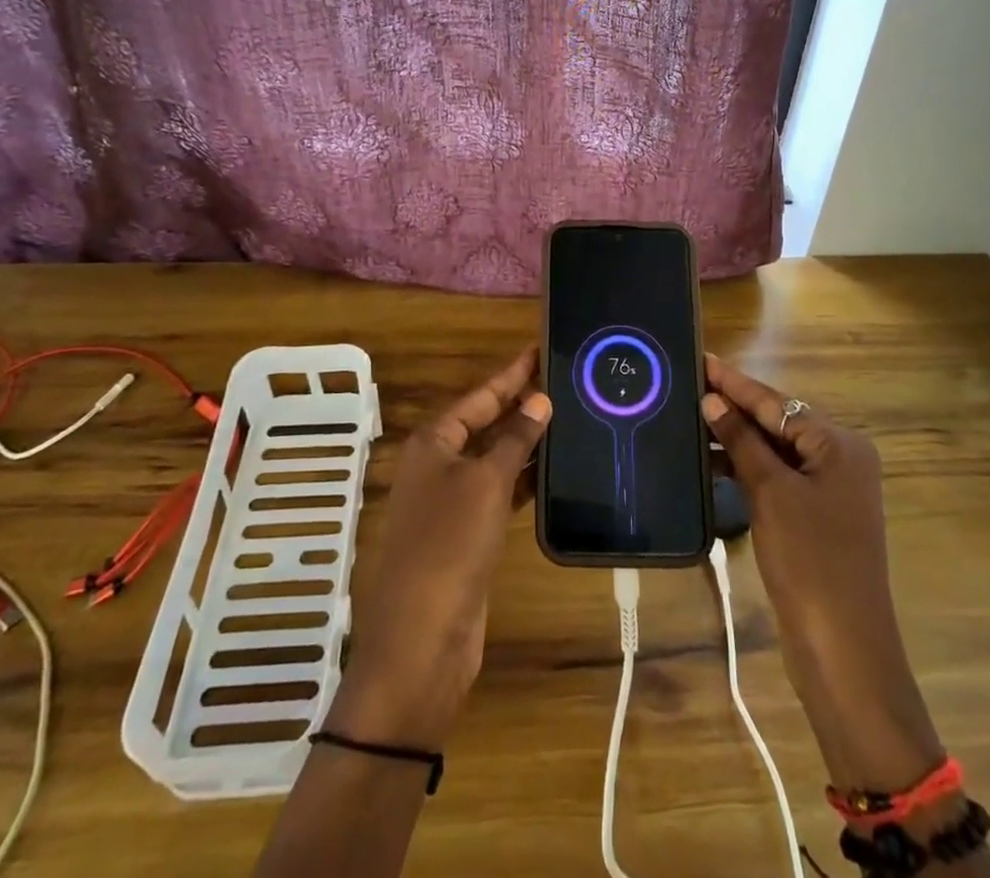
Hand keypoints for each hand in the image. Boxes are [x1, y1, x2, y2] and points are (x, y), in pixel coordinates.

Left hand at [329, 347, 550, 750]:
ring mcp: (452, 501)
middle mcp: (439, 464)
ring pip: (493, 458)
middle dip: (520, 404)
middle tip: (562, 380)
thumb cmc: (449, 545)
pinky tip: (552, 471)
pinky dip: (523, 479)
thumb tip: (540, 400)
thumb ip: (515, 439)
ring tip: (567, 417)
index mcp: (433, 442)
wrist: (422, 640)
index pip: (479, 395)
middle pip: (485, 423)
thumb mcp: (485, 483)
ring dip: (525, 442)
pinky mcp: (467, 534)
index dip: (511, 373)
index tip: (539, 349)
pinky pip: (499, 491)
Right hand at [701, 355, 943, 790]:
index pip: (777, 403)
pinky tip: (712, 460)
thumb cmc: (810, 560)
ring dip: (737, 438)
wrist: (843, 649)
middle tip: (689, 384)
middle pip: (778, 422)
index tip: (702, 358)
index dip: (736, 382)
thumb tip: (712, 400)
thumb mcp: (771, 493)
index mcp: (839, 445)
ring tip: (691, 418)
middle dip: (734, 407)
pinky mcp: (815, 515)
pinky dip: (747, 467)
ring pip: (775, 449)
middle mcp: (839, 458)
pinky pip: (777, 476)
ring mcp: (828, 489)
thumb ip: (741, 441)